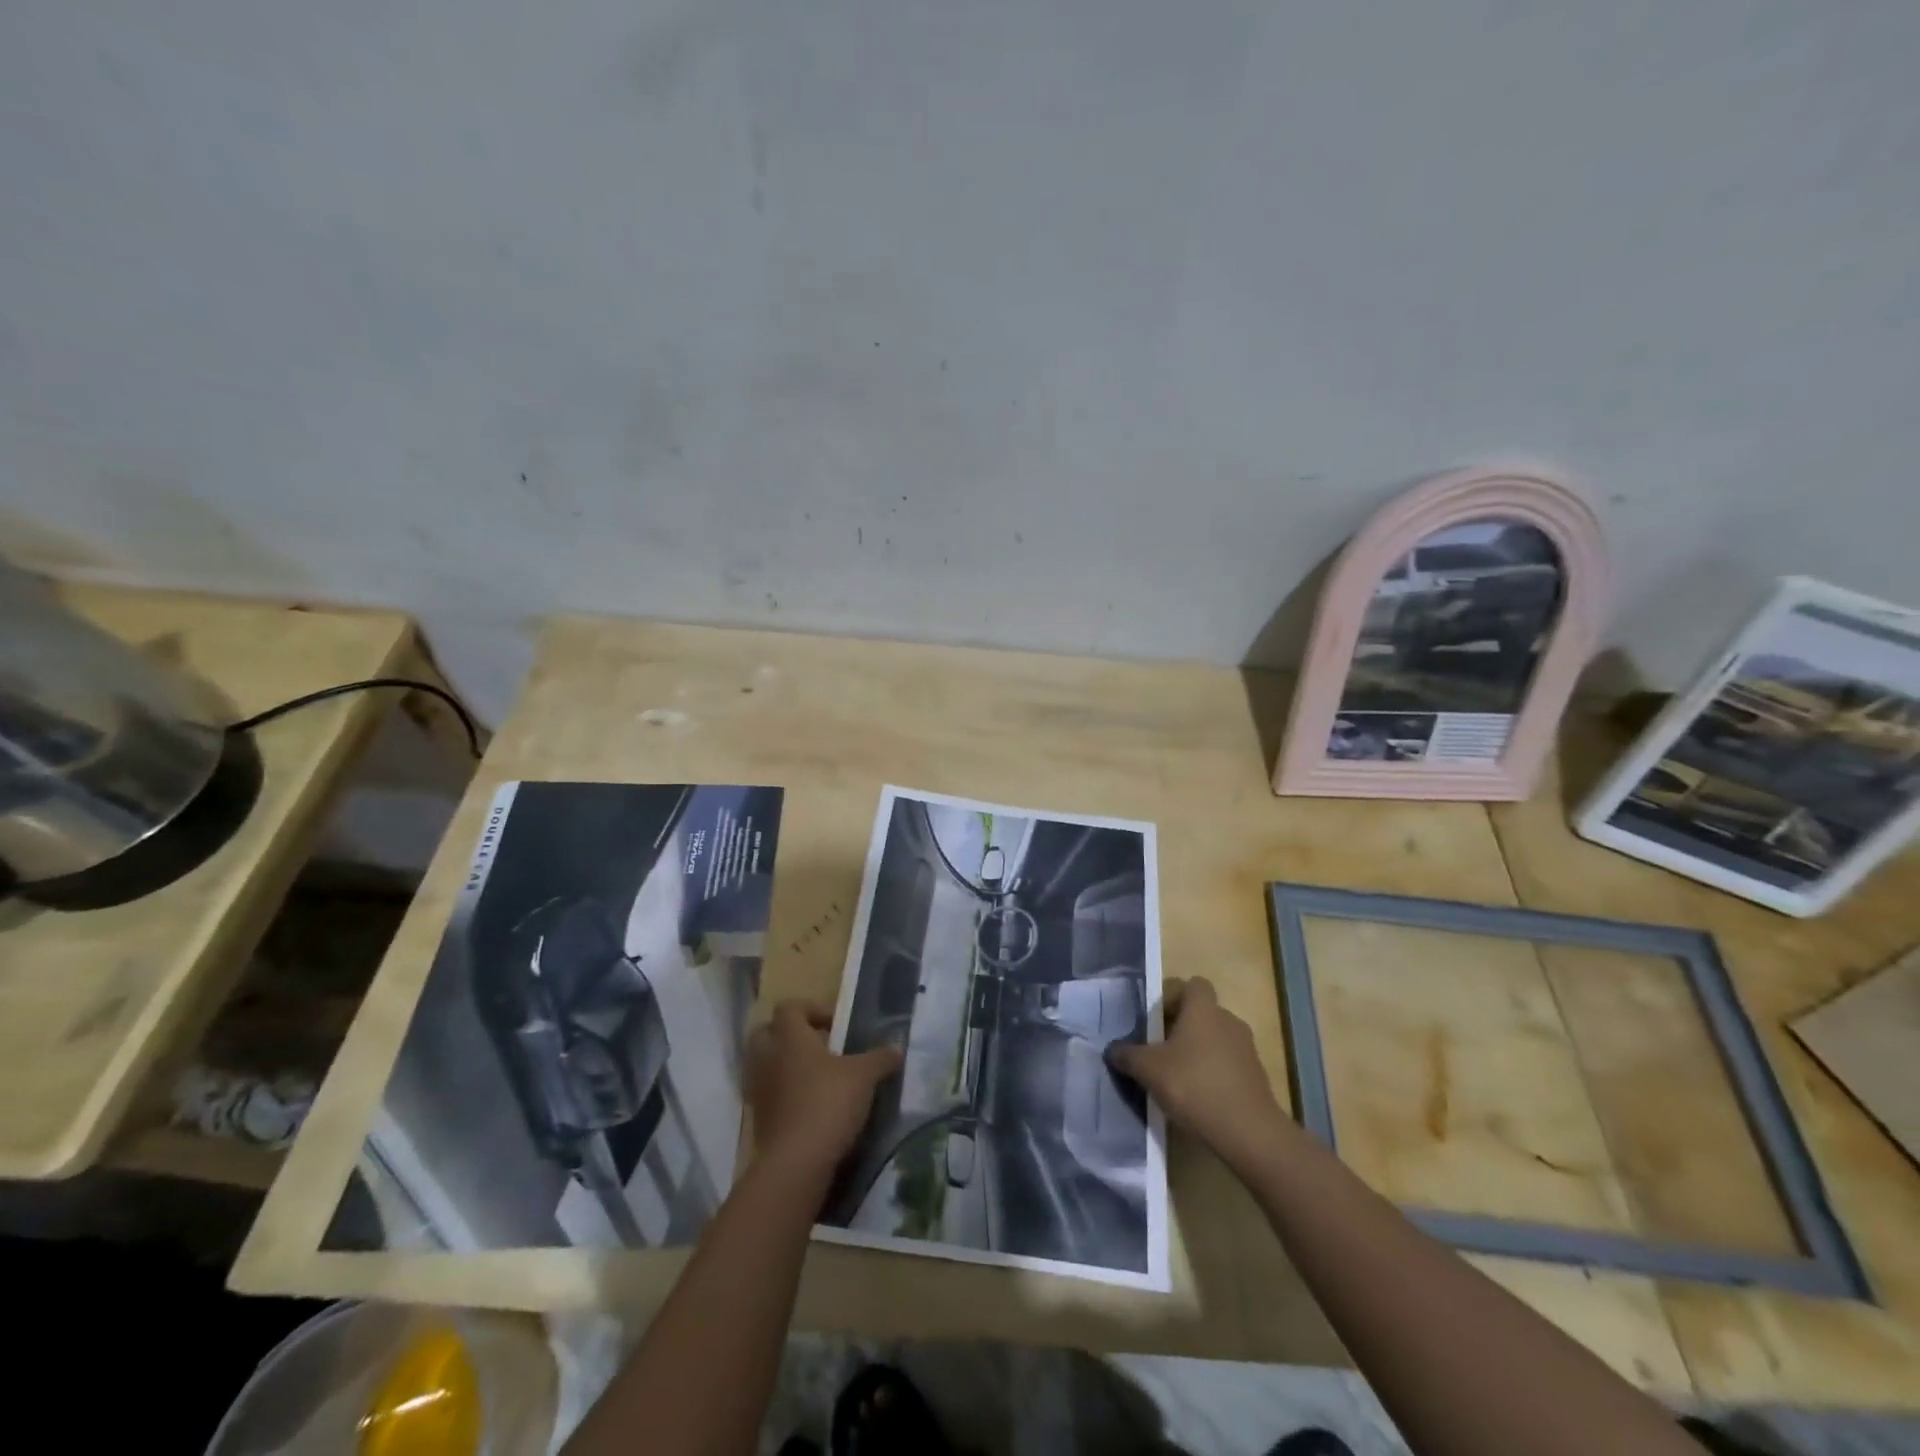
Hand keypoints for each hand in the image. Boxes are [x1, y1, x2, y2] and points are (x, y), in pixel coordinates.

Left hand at [747, 1001, 901, 1182]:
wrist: (796, 1162)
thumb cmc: (828, 1102)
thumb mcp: (864, 1076)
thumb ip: (880, 1058)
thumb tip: (897, 1049)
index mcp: (789, 1037)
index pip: (789, 1007)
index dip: (811, 1010)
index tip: (835, 1027)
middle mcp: (768, 1057)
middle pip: (767, 1033)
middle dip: (791, 1036)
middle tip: (820, 1048)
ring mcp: (759, 1089)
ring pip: (766, 1066)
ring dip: (786, 1067)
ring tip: (817, 1080)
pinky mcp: (759, 1119)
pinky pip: (768, 1095)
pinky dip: (784, 1096)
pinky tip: (810, 1108)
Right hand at [1107, 977, 1288, 1169]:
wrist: (1248, 1132)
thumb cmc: (1193, 1085)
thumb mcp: (1148, 1070)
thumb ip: (1127, 1055)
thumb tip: (1112, 1049)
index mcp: (1203, 1009)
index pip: (1193, 985)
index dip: (1175, 998)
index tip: (1158, 1020)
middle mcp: (1228, 1021)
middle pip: (1203, 1014)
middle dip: (1183, 1029)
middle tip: (1161, 1052)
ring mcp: (1247, 1049)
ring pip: (1217, 1040)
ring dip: (1200, 1053)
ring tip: (1179, 1079)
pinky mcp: (1257, 1077)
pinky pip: (1229, 1066)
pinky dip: (1215, 1075)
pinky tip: (1200, 1099)